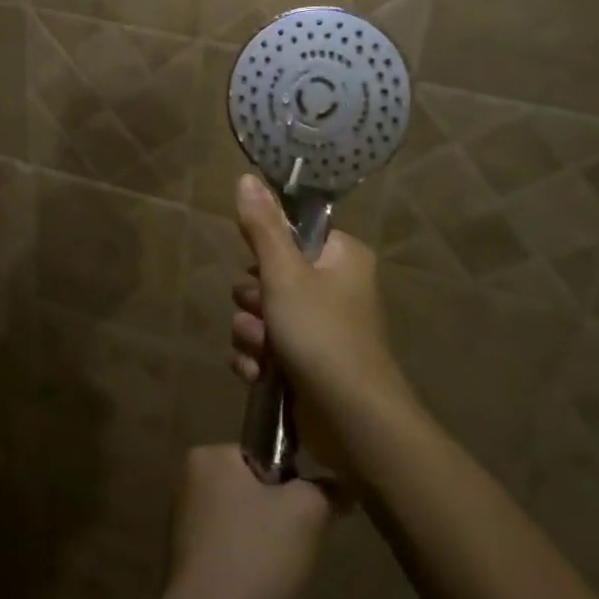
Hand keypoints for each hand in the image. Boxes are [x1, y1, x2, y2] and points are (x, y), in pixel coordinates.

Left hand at [152, 445, 330, 598]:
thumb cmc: (256, 555)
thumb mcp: (307, 510)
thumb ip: (325, 489)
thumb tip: (337, 486)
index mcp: (208, 456)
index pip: (264, 454)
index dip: (293, 482)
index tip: (307, 512)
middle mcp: (188, 482)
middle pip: (254, 490)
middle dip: (280, 515)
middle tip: (298, 545)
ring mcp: (183, 525)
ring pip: (244, 524)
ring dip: (266, 545)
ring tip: (280, 572)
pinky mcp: (186, 564)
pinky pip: (231, 553)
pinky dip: (249, 567)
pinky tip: (262, 591)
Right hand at [230, 174, 417, 436]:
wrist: (352, 422)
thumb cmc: (322, 335)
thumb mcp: (285, 274)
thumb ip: (262, 227)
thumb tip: (246, 176)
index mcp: (341, 257)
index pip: (291, 235)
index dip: (267, 254)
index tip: (263, 271)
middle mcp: (334, 287)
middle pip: (269, 276)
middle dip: (255, 302)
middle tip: (266, 317)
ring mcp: (320, 327)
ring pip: (262, 314)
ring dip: (253, 334)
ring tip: (266, 353)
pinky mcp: (306, 362)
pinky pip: (266, 348)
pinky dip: (258, 360)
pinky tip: (260, 375)